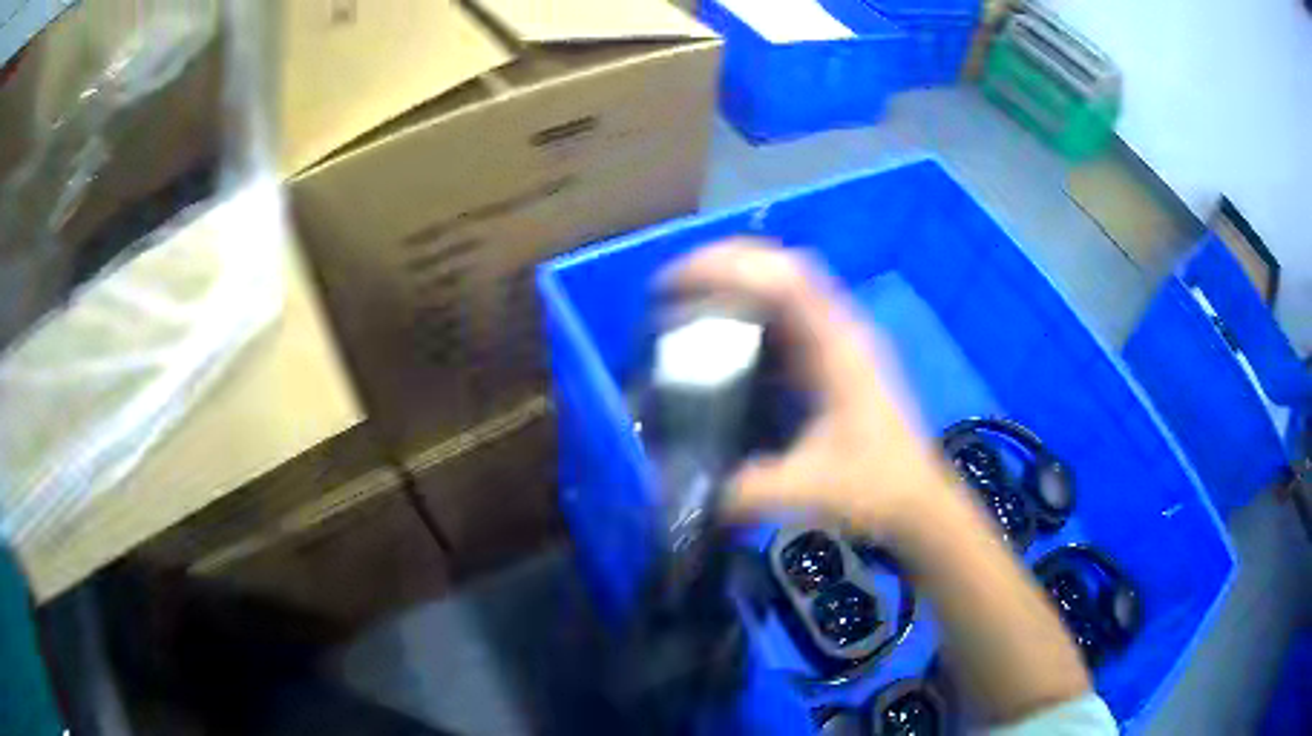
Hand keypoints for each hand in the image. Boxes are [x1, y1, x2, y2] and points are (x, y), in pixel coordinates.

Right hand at [663, 239, 958, 537]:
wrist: (918, 502)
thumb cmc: (876, 488)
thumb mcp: (809, 488)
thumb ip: (748, 489)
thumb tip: (692, 489)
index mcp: (840, 347)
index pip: (784, 280)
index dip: (728, 267)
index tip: (675, 282)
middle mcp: (841, 332)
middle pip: (784, 268)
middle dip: (727, 265)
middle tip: (674, 287)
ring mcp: (839, 343)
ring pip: (785, 289)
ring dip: (738, 285)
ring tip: (687, 303)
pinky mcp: (833, 361)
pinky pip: (787, 318)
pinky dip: (750, 314)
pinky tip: (721, 339)